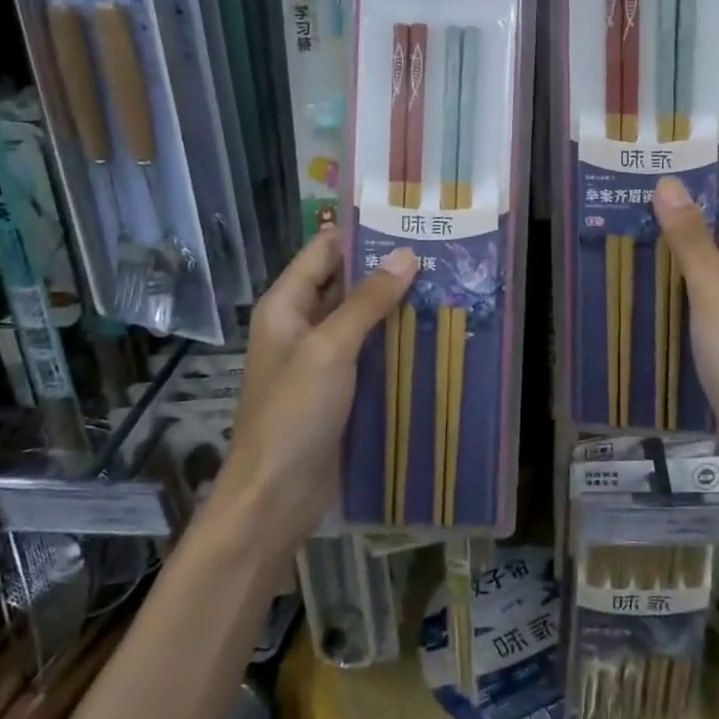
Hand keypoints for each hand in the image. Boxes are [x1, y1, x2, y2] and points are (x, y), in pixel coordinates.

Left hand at [219, 231, 416, 544]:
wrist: (274, 498)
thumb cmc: (293, 414)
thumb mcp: (330, 349)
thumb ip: (367, 301)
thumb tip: (405, 255)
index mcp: (285, 305)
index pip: (324, 250)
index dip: (361, 233)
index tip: (407, 220)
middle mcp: (300, 325)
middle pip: (344, 282)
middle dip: (386, 268)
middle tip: (438, 251)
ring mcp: (318, 359)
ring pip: (360, 318)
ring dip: (394, 305)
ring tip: (444, 285)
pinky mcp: (336, 389)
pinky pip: (367, 352)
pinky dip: (393, 340)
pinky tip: (430, 333)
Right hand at [652, 178, 718, 487]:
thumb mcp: (713, 292)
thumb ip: (690, 238)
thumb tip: (669, 184)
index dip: (711, 196)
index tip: (666, 191)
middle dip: (696, 229)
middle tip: (646, 216)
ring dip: (695, 261)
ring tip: (646, 247)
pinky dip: (699, 292)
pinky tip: (663, 292)